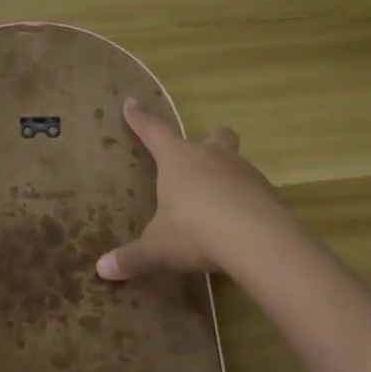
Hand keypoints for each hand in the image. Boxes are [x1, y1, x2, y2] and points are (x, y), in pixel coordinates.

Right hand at [96, 99, 297, 281]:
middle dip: (208, 141)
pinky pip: (253, 191)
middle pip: (214, 135)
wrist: (257, 241)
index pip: (153, 131)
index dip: (140, 118)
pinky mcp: (268, 193)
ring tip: (218, 203)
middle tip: (200, 158)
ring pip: (236, 162)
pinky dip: (246, 201)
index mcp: (178, 159)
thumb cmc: (195, 231)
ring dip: (227, 175)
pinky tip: (240, 224)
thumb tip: (102, 269)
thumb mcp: (159, 247)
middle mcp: (211, 157)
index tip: (131, 102)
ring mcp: (243, 172)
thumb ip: (133, 256)